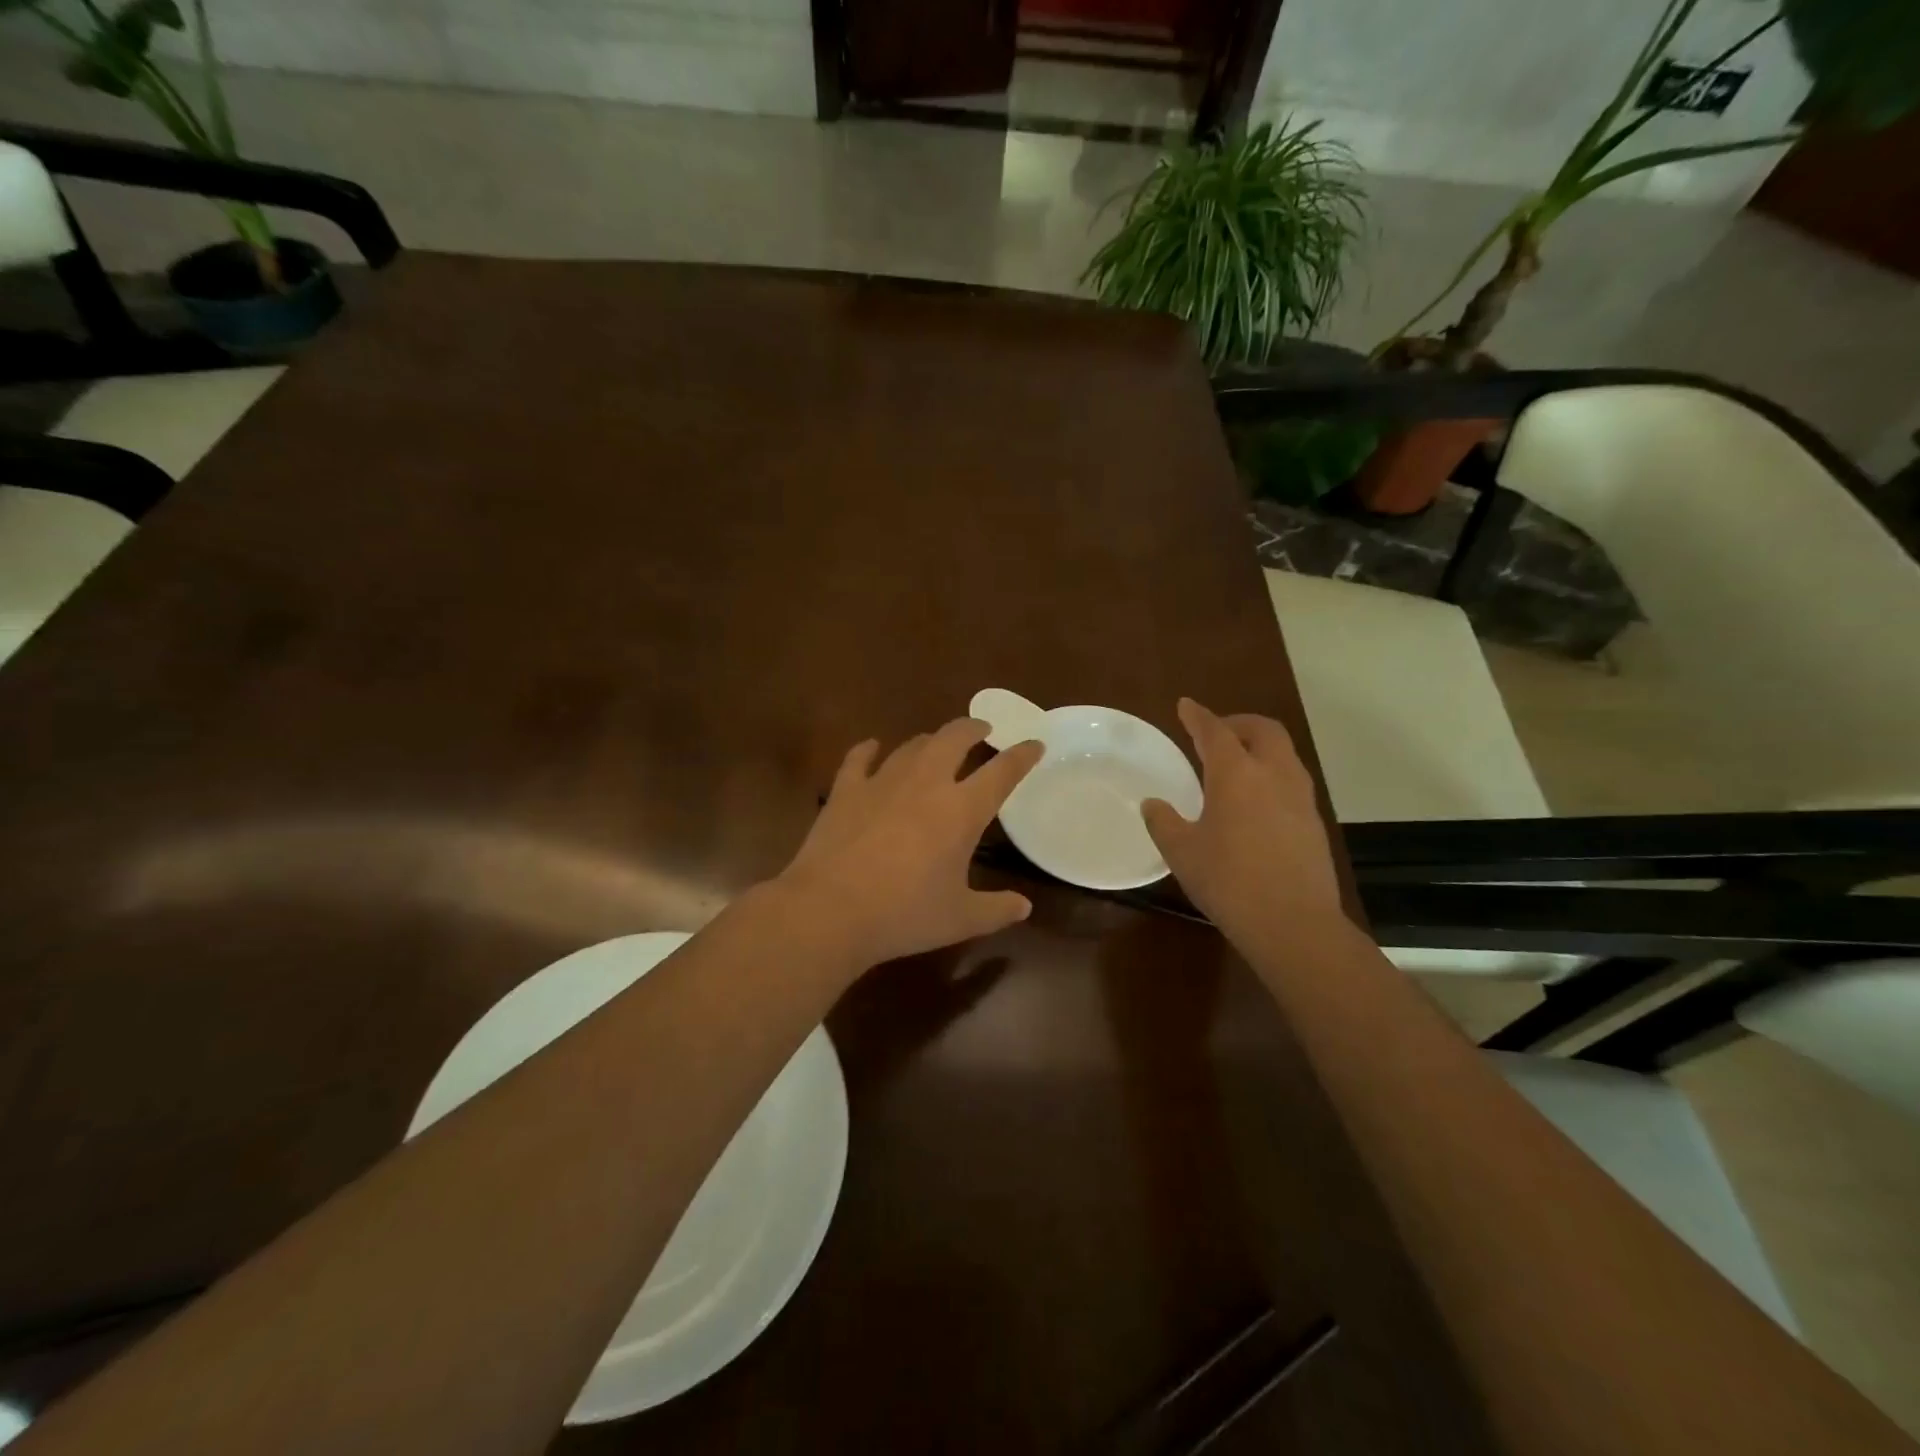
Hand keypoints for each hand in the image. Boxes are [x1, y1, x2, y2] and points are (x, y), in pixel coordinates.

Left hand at [776, 719, 1043, 967]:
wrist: (830, 910)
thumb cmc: (904, 915)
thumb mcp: (960, 919)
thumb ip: (996, 910)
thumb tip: (1024, 907)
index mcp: (961, 810)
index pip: (1002, 772)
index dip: (1022, 756)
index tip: (1034, 744)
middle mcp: (926, 783)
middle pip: (954, 738)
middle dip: (973, 728)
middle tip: (982, 729)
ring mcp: (882, 781)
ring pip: (912, 745)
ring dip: (930, 740)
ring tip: (936, 743)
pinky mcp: (845, 790)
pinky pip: (859, 758)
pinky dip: (869, 750)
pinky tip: (872, 747)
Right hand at [1141, 698, 1345, 939]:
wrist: (1294, 923)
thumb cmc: (1229, 881)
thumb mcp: (1182, 852)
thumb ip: (1164, 822)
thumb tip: (1152, 804)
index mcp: (1237, 774)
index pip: (1215, 731)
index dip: (1198, 716)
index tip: (1185, 705)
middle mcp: (1273, 774)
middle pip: (1262, 730)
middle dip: (1237, 723)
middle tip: (1215, 733)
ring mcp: (1300, 797)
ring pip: (1283, 753)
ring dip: (1259, 747)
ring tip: (1236, 764)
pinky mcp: (1313, 821)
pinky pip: (1291, 780)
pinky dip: (1271, 773)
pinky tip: (1256, 801)